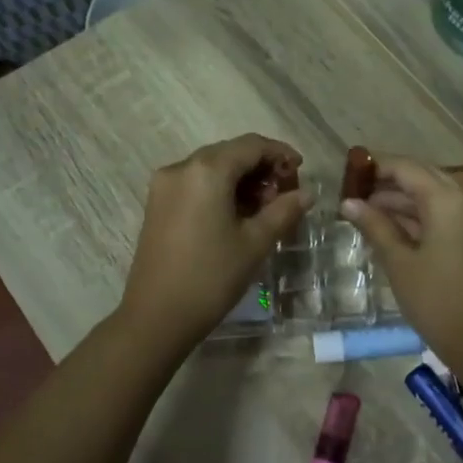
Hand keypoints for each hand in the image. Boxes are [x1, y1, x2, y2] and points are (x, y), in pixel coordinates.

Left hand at [118, 134, 312, 348]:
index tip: (301, 172)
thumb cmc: (211, 277)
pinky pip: (195, 183)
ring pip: (212, 168)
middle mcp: (181, 167)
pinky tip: (237, 215)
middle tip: (285, 194)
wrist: (156, 317)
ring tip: (265, 209)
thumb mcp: (255, 243)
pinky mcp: (157, 204)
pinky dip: (220, 190)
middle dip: (261, 168)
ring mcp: (164, 186)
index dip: (280, 153)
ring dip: (241, 180)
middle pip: (230, 153)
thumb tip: (307, 193)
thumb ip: (284, 210)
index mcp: (207, 170)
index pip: (251, 145)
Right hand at [340, 155, 462, 371]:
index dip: (375, 166)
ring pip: (432, 195)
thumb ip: (374, 226)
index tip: (347, 172)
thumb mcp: (399, 262)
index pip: (406, 167)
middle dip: (387, 182)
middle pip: (422, 177)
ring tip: (363, 211)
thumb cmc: (436, 300)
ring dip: (401, 200)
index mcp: (447, 198)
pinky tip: (389, 226)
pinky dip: (417, 215)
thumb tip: (348, 202)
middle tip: (353, 192)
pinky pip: (443, 212)